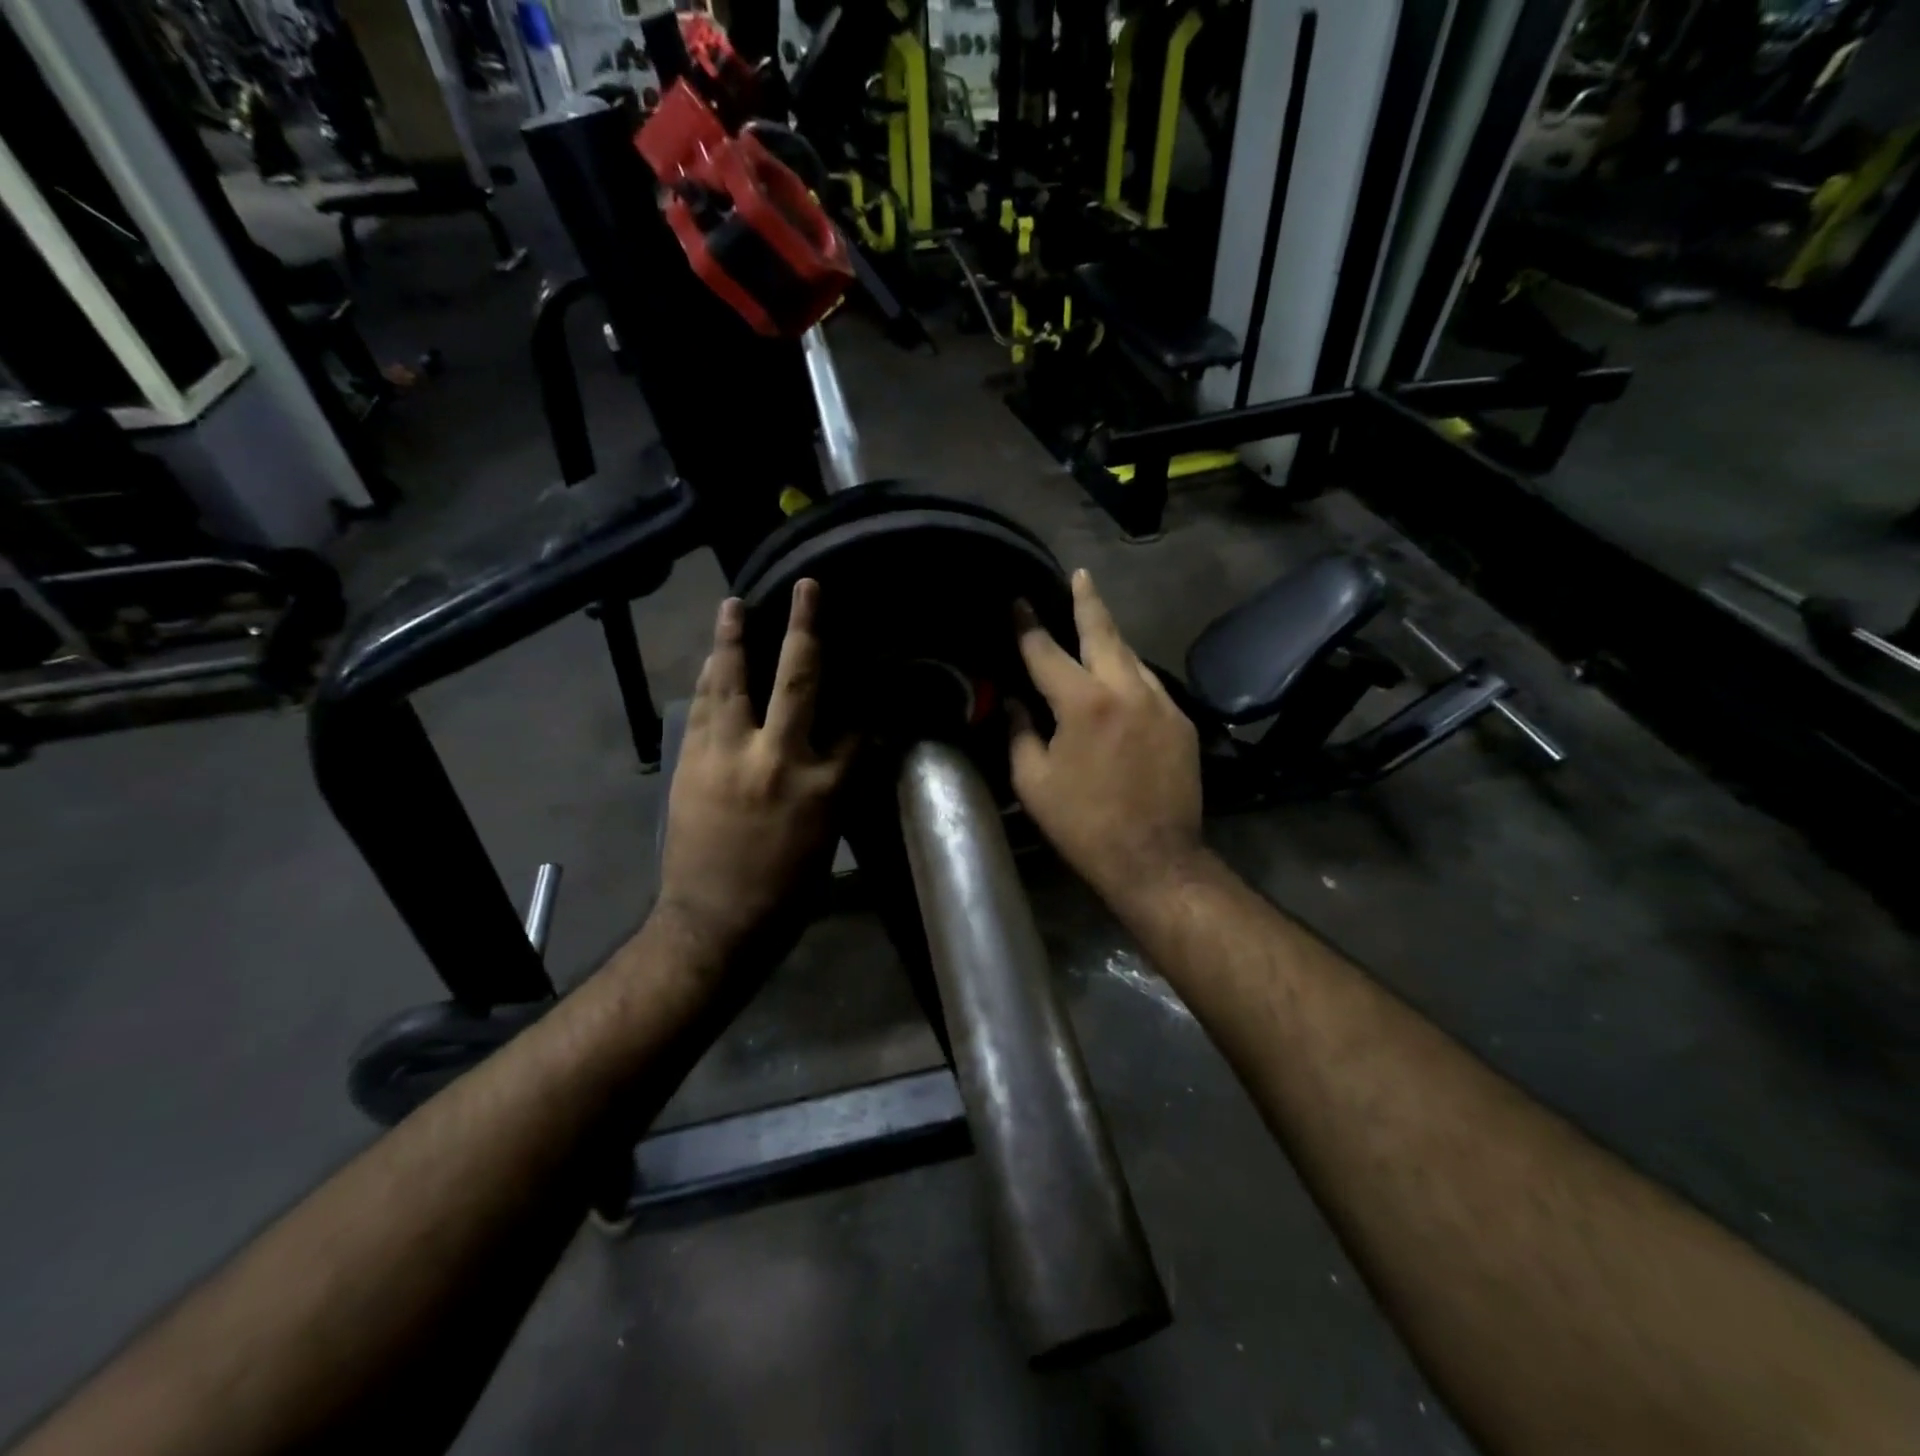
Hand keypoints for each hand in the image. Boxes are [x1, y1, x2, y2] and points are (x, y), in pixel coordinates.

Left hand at [655, 580, 854, 963]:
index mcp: (824, 784)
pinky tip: (711, 660)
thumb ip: (838, 784)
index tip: (873, 675)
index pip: (856, 726)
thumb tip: (850, 746)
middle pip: (797, 679)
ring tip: (733, 605)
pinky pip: (701, 708)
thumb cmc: (785, 890)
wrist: (716, 922)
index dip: (867, 701)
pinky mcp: (692, 763)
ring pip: (732, 682)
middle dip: (805, 628)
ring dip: (733, 639)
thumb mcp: (829, 837)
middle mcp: (778, 758)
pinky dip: (708, 680)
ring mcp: (729, 756)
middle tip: (806, 588)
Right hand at [1010, 569, 1204, 908]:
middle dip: (1088, 600)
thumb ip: (1021, 732)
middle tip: (1080, 574)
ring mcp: (1161, 703)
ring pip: (1131, 656)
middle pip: (1103, 632)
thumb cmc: (1084, 825)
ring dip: (1110, 639)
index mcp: (1083, 703)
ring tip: (1095, 626)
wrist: (1155, 859)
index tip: (1017, 602)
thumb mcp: (1034, 782)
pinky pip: (1149, 685)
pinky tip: (1120, 682)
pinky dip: (1129, 675)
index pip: (1047, 651)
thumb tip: (1016, 702)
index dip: (1028, 625)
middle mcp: (1126, 690)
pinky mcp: (1182, 723)